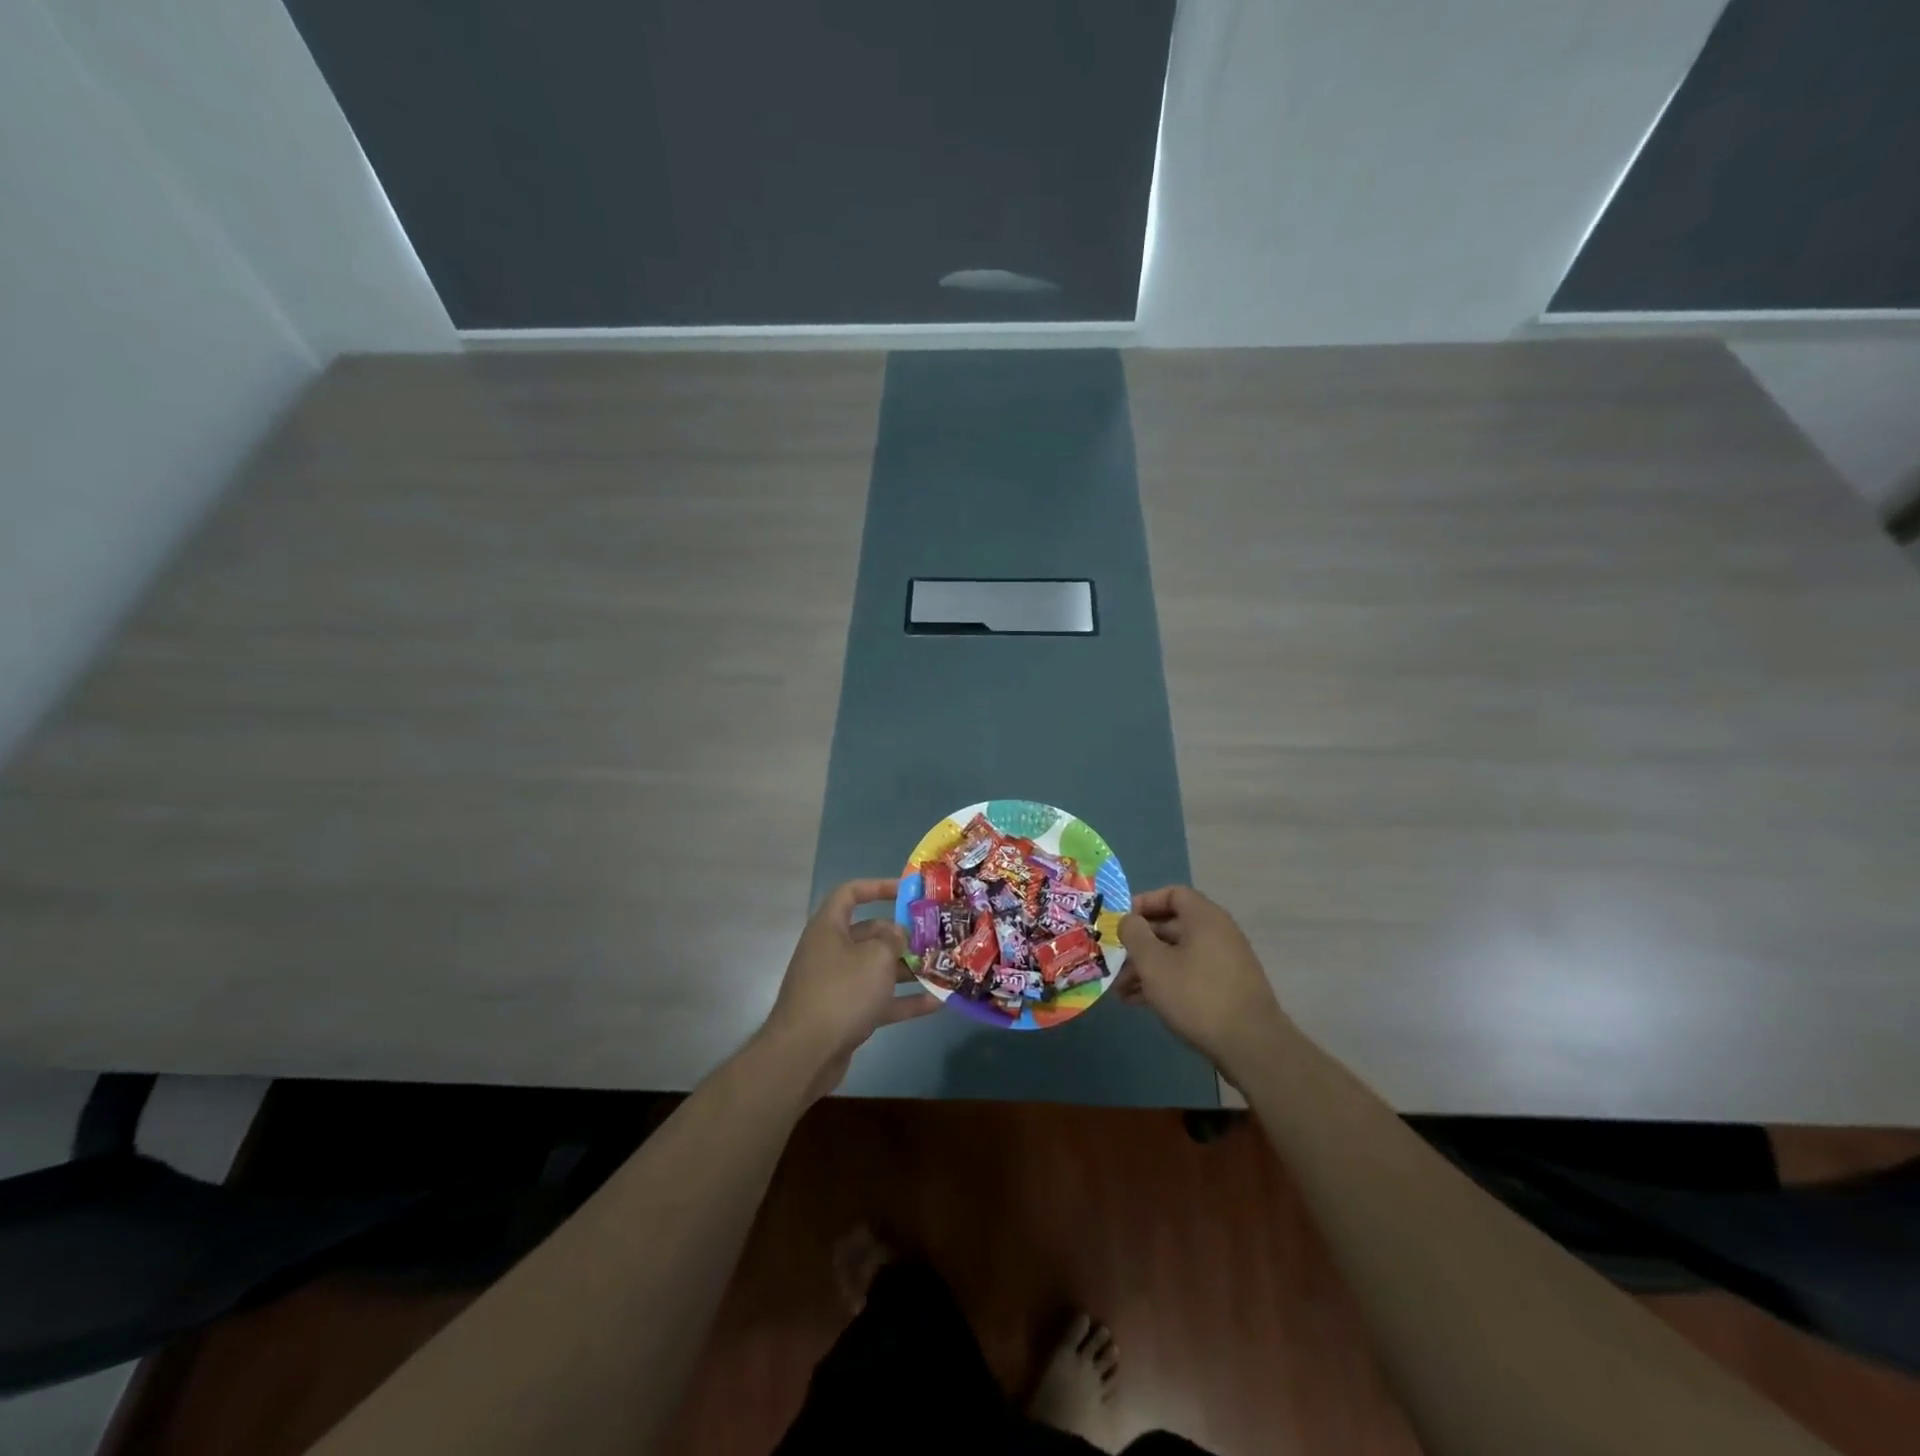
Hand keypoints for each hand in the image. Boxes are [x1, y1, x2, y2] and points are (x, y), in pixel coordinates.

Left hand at [764, 879, 937, 1097]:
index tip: (907, 891)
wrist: (804, 1054)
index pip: (850, 893)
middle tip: (933, 937)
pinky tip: (936, 1003)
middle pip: (869, 933)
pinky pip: (878, 1000)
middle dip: (901, 936)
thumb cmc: (841, 992)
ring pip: (876, 969)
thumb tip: (897, 933)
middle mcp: (830, 951)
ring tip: (941, 967)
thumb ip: (893, 939)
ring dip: (907, 969)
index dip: (878, 886)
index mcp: (829, 927)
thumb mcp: (875, 957)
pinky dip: (903, 1000)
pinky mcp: (844, 1014)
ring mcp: (836, 984)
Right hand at [1117, 886, 1290, 1073]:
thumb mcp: (1154, 963)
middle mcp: (1217, 933)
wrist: (1251, 1046)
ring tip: (1120, 990)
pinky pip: (1189, 974)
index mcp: (1204, 918)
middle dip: (1139, 944)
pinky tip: (1140, 1002)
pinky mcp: (1226, 989)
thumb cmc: (1196, 995)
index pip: (1172, 894)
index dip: (1144, 903)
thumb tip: (1129, 920)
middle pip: (1171, 927)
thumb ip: (1135, 935)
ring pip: (1177, 954)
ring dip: (1148, 967)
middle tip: (1114, 960)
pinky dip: (1165, 982)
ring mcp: (1224, 962)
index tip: (1122, 921)